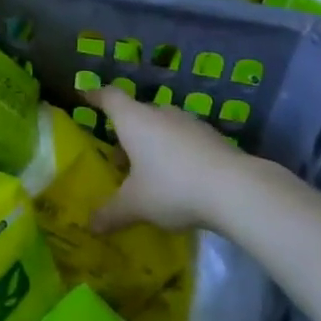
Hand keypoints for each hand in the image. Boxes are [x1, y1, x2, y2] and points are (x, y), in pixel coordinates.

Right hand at [88, 86, 257, 233]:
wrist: (234, 188)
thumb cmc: (172, 187)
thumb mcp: (136, 205)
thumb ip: (111, 213)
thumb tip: (90, 225)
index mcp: (134, 120)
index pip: (109, 97)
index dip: (96, 95)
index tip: (85, 96)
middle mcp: (160, 113)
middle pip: (136, 114)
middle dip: (125, 133)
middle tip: (116, 158)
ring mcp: (189, 123)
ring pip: (161, 127)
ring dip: (151, 144)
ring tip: (146, 172)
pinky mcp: (211, 137)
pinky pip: (183, 140)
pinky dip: (174, 153)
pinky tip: (177, 178)